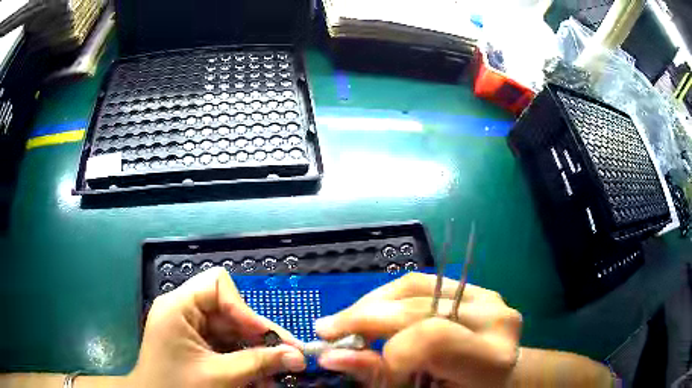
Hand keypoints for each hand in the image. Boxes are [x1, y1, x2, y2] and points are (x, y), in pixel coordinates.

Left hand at [127, 267, 305, 387]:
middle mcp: (184, 311)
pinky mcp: (196, 345)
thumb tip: (297, 356)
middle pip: (231, 312)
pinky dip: (245, 362)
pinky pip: (227, 347)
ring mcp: (190, 329)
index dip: (245, 309)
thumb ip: (258, 363)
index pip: (218, 285)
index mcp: (178, 307)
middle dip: (259, 338)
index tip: (268, 337)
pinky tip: (260, 380)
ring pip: (233, 333)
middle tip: (289, 358)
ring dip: (256, 354)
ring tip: (276, 376)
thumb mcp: (219, 377)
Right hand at [314, 272, 521, 387]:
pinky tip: (373, 310)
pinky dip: (390, 296)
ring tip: (346, 321)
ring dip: (372, 303)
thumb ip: (382, 378)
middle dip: (364, 319)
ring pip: (415, 285)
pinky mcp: (474, 287)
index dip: (389, 354)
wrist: (502, 378)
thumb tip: (332, 357)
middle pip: (418, 306)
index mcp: (489, 358)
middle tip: (327, 331)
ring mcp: (486, 296)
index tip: (359, 365)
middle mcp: (493, 318)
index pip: (432, 339)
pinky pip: (422, 283)